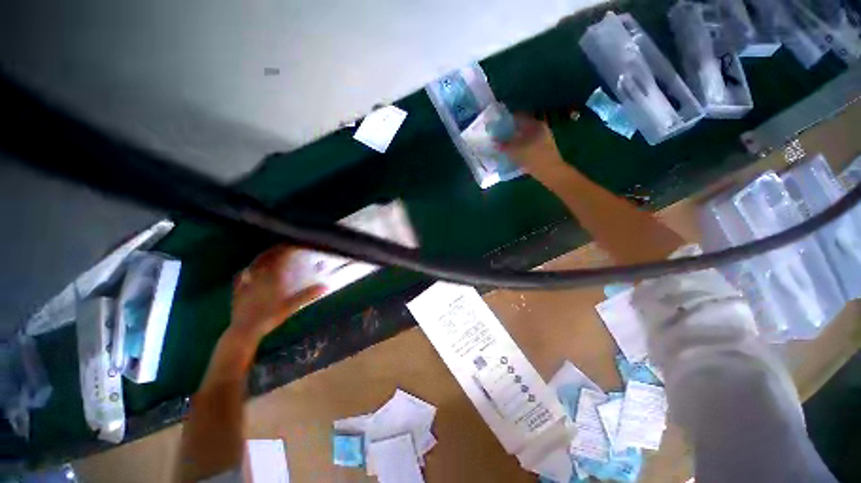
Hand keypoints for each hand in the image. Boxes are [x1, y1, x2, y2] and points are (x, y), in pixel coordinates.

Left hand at [230, 245, 324, 343]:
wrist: (244, 330)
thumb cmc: (269, 317)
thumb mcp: (291, 306)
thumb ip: (308, 295)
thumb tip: (326, 286)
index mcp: (272, 275)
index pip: (281, 254)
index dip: (289, 248)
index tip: (298, 245)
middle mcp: (258, 273)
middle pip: (268, 255)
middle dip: (278, 250)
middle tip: (287, 248)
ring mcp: (246, 280)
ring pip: (256, 262)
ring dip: (266, 256)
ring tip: (273, 256)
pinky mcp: (238, 287)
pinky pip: (244, 272)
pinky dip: (252, 267)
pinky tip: (252, 270)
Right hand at [498, 114, 564, 172]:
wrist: (550, 172)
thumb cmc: (533, 157)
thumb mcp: (515, 151)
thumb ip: (503, 145)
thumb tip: (494, 141)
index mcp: (535, 124)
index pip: (518, 117)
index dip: (507, 120)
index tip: (497, 125)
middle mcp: (540, 129)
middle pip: (522, 127)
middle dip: (510, 131)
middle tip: (499, 136)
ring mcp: (543, 139)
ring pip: (525, 136)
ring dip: (515, 140)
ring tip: (504, 146)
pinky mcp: (543, 149)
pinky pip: (528, 144)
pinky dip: (520, 147)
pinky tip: (513, 153)